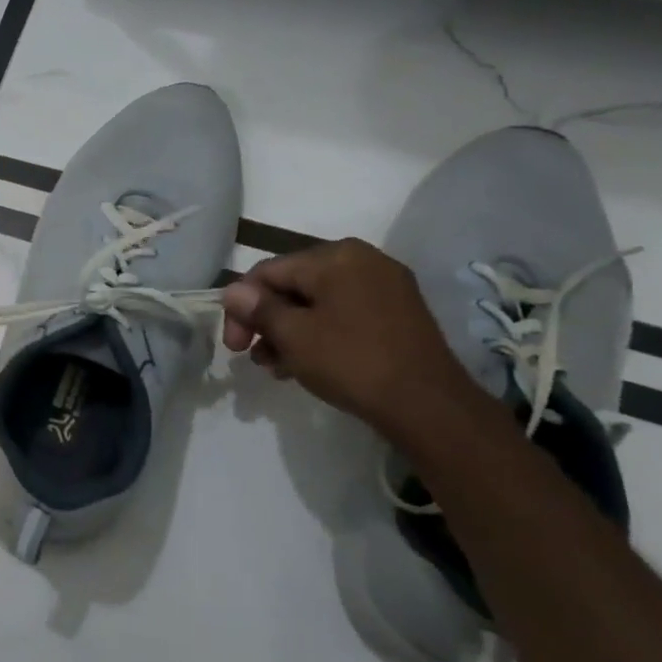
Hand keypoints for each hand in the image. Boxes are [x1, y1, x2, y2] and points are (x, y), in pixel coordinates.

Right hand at [219, 238, 479, 437]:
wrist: (427, 404)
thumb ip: (258, 309)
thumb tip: (233, 291)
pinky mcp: (398, 311)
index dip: (241, 307)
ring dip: (290, 331)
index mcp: (335, 256)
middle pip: (292, 285)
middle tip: (254, 358)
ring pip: (317, 302)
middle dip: (267, 321)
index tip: (233, 347)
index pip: (268, 272)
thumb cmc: (351, 361)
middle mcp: (362, 260)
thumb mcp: (293, 336)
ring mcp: (385, 285)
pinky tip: (307, 363)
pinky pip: (343, 313)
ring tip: (277, 367)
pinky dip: (319, 333)